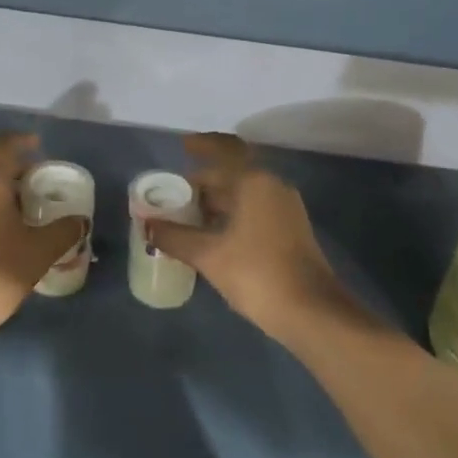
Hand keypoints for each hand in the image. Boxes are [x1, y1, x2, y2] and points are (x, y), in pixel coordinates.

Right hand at [147, 134, 355, 344]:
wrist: (311, 312)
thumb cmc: (257, 273)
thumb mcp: (208, 255)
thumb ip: (174, 237)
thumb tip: (147, 224)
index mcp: (254, 182)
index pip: (225, 150)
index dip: (202, 145)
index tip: (182, 145)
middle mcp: (272, 187)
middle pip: (234, 171)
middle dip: (204, 179)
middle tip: (174, 192)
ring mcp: (284, 209)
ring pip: (244, 192)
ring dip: (217, 198)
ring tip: (187, 213)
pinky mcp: (288, 230)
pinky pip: (254, 208)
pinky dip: (231, 212)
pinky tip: (211, 232)